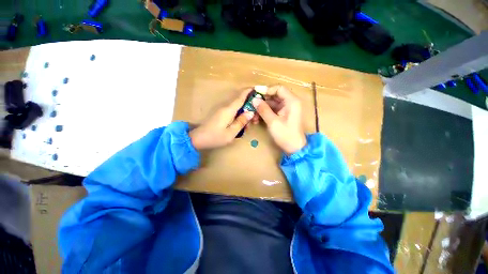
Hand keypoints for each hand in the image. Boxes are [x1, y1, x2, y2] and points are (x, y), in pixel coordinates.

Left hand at [189, 88, 255, 149]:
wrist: (197, 139)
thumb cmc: (215, 137)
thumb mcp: (231, 133)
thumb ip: (241, 122)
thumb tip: (251, 112)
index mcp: (228, 110)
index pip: (240, 97)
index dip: (248, 92)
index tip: (256, 88)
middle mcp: (225, 107)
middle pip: (240, 102)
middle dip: (249, 107)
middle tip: (255, 118)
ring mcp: (221, 110)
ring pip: (236, 108)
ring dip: (244, 113)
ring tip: (248, 124)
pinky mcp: (220, 114)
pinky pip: (232, 112)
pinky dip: (238, 116)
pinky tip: (240, 124)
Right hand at [253, 85, 306, 153]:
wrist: (294, 148)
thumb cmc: (286, 135)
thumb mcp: (273, 122)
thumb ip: (263, 109)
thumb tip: (254, 100)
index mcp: (292, 101)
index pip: (278, 88)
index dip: (266, 89)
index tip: (255, 93)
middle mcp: (290, 102)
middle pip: (274, 95)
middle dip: (262, 100)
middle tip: (252, 105)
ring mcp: (287, 109)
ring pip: (272, 103)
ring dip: (262, 107)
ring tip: (253, 114)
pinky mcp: (283, 114)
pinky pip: (273, 109)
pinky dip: (265, 112)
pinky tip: (258, 118)